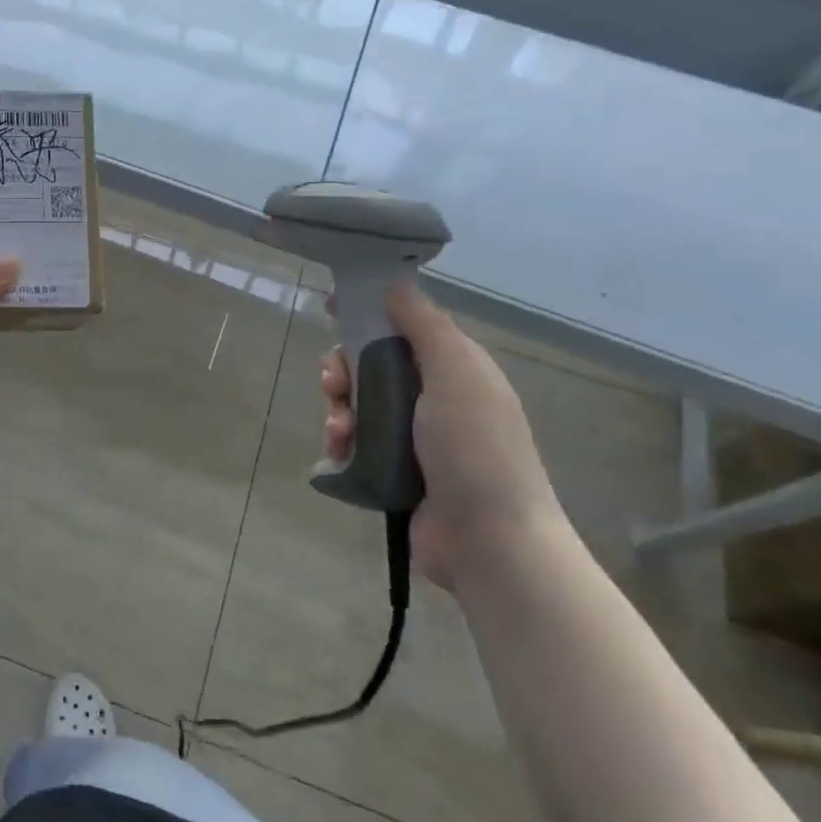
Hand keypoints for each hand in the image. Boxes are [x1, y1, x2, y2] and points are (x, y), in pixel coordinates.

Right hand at [320, 279, 563, 589]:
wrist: (488, 539)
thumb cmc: (474, 446)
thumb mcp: (456, 371)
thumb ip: (424, 324)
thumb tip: (394, 282)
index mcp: (454, 369)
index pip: (403, 327)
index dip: (367, 314)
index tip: (331, 308)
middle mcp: (432, 398)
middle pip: (372, 365)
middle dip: (344, 368)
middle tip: (334, 383)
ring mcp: (412, 437)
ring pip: (357, 404)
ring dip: (338, 409)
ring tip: (340, 429)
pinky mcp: (392, 470)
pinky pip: (354, 442)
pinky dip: (340, 442)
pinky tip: (339, 452)